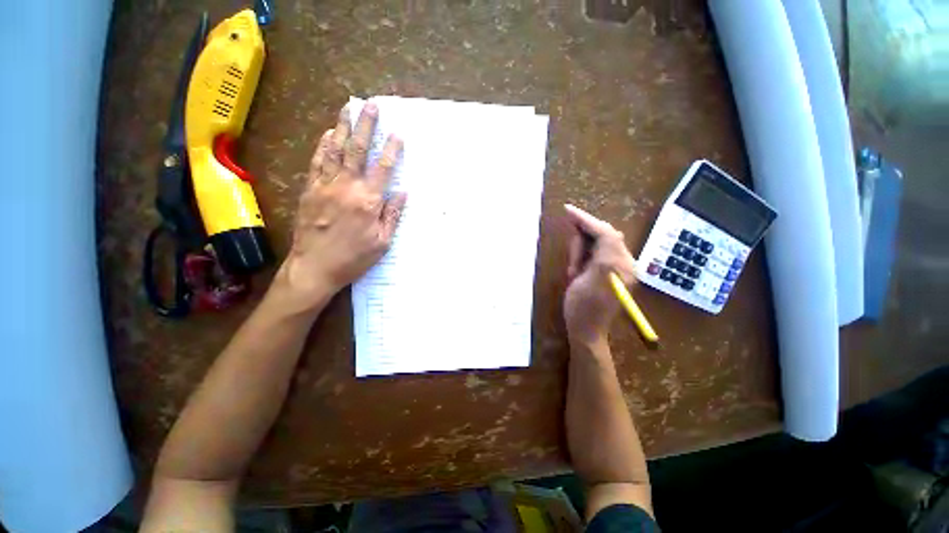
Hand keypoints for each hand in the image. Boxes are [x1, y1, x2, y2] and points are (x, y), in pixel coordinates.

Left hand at [276, 102, 405, 310]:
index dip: (392, 150)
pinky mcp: (309, 190)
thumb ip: (392, 215)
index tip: (398, 133)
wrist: (314, 268)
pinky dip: (323, 145)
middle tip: (372, 105)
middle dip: (366, 126)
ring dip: (343, 127)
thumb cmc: (353, 258)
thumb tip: (403, 193)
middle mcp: (347, 187)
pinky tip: (328, 133)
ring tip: (348, 108)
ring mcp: (325, 186)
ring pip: (335, 150)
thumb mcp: (382, 242)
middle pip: (357, 150)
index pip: (383, 168)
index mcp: (368, 201)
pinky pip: (317, 162)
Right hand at [563, 204, 636, 345]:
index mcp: (621, 264)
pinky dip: (582, 258)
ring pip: (596, 245)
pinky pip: (595, 254)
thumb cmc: (582, 307)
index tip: (567, 209)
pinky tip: (576, 271)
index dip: (585, 220)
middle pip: (601, 236)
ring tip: (573, 273)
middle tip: (572, 265)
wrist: (586, 331)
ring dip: (580, 254)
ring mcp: (618, 268)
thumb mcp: (587, 278)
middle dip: (581, 245)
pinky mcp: (610, 272)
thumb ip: (600, 252)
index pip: (605, 232)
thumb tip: (605, 229)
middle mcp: (625, 262)